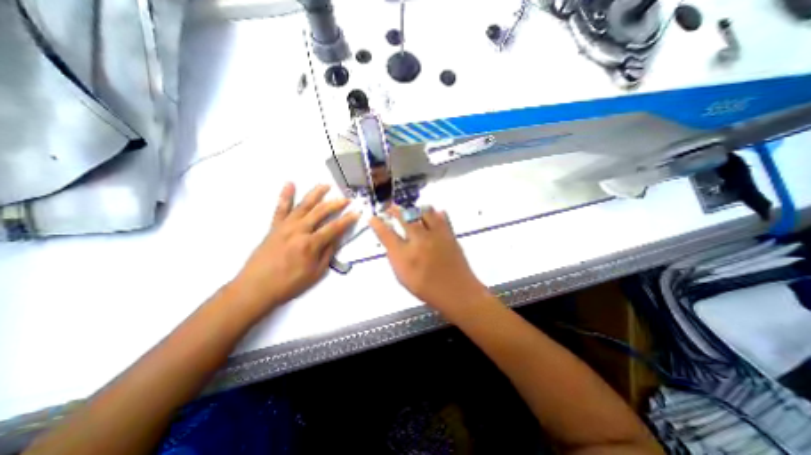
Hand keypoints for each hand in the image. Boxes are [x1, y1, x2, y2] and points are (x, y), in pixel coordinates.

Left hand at [230, 182, 357, 313]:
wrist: (255, 288)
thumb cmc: (289, 284)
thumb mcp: (316, 273)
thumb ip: (327, 253)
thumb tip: (336, 238)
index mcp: (310, 244)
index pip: (334, 228)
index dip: (347, 220)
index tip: (357, 213)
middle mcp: (299, 230)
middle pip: (320, 212)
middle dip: (335, 204)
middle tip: (346, 199)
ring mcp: (285, 226)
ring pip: (303, 205)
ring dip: (315, 194)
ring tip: (325, 185)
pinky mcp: (274, 227)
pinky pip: (280, 208)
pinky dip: (285, 195)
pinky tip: (290, 184)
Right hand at [370, 206, 489, 315]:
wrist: (457, 291)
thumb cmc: (428, 289)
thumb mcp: (403, 278)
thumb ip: (395, 258)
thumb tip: (392, 243)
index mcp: (405, 255)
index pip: (386, 234)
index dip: (377, 224)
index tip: (372, 218)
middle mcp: (419, 241)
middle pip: (404, 217)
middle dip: (394, 210)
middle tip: (391, 208)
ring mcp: (436, 235)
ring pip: (423, 211)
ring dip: (415, 209)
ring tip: (411, 210)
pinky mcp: (449, 234)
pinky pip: (441, 217)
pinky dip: (435, 213)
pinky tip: (433, 214)